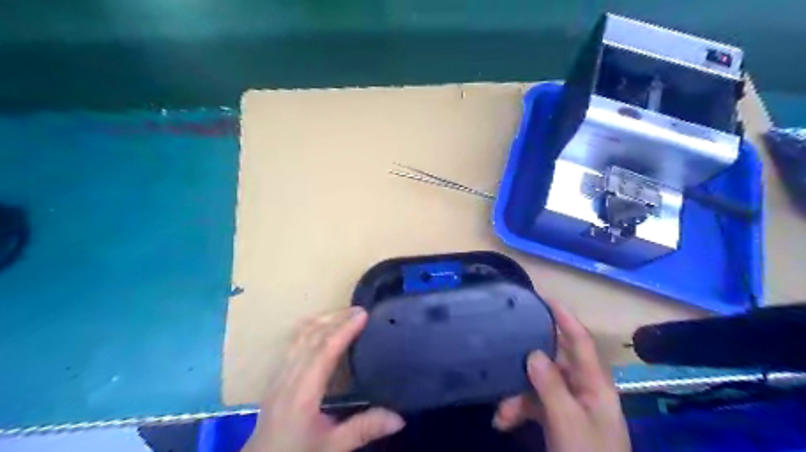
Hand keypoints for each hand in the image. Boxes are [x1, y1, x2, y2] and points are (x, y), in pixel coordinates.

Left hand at [246, 307, 405, 451]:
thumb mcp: (332, 448)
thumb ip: (364, 429)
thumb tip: (399, 417)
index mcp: (302, 393)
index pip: (324, 351)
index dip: (344, 330)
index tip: (363, 314)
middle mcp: (287, 377)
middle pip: (310, 336)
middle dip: (335, 318)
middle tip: (360, 310)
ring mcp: (278, 375)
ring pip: (298, 336)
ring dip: (321, 320)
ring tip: (343, 313)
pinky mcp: (275, 377)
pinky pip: (292, 342)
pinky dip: (309, 328)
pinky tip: (320, 327)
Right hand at [491, 300, 627, 451]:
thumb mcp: (568, 423)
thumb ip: (551, 386)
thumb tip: (532, 352)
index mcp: (595, 386)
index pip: (581, 342)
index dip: (565, 318)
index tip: (543, 298)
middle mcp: (582, 390)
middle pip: (552, 362)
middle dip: (526, 363)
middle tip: (502, 355)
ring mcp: (568, 406)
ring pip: (537, 385)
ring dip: (516, 395)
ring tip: (500, 413)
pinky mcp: (556, 421)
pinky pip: (533, 405)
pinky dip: (517, 410)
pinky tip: (502, 421)